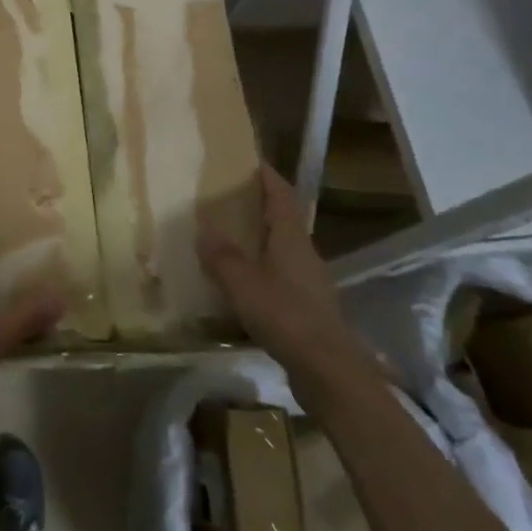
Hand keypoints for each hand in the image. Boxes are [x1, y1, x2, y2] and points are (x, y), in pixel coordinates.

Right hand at [199, 165, 353, 385]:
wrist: (328, 370)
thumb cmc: (285, 315)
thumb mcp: (243, 283)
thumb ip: (222, 256)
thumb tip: (204, 228)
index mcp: (291, 238)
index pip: (281, 196)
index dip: (267, 176)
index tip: (250, 161)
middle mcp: (304, 253)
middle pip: (282, 220)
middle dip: (258, 206)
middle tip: (227, 198)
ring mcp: (308, 282)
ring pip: (280, 250)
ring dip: (258, 240)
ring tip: (227, 238)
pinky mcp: (306, 308)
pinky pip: (279, 277)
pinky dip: (259, 270)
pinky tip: (240, 283)